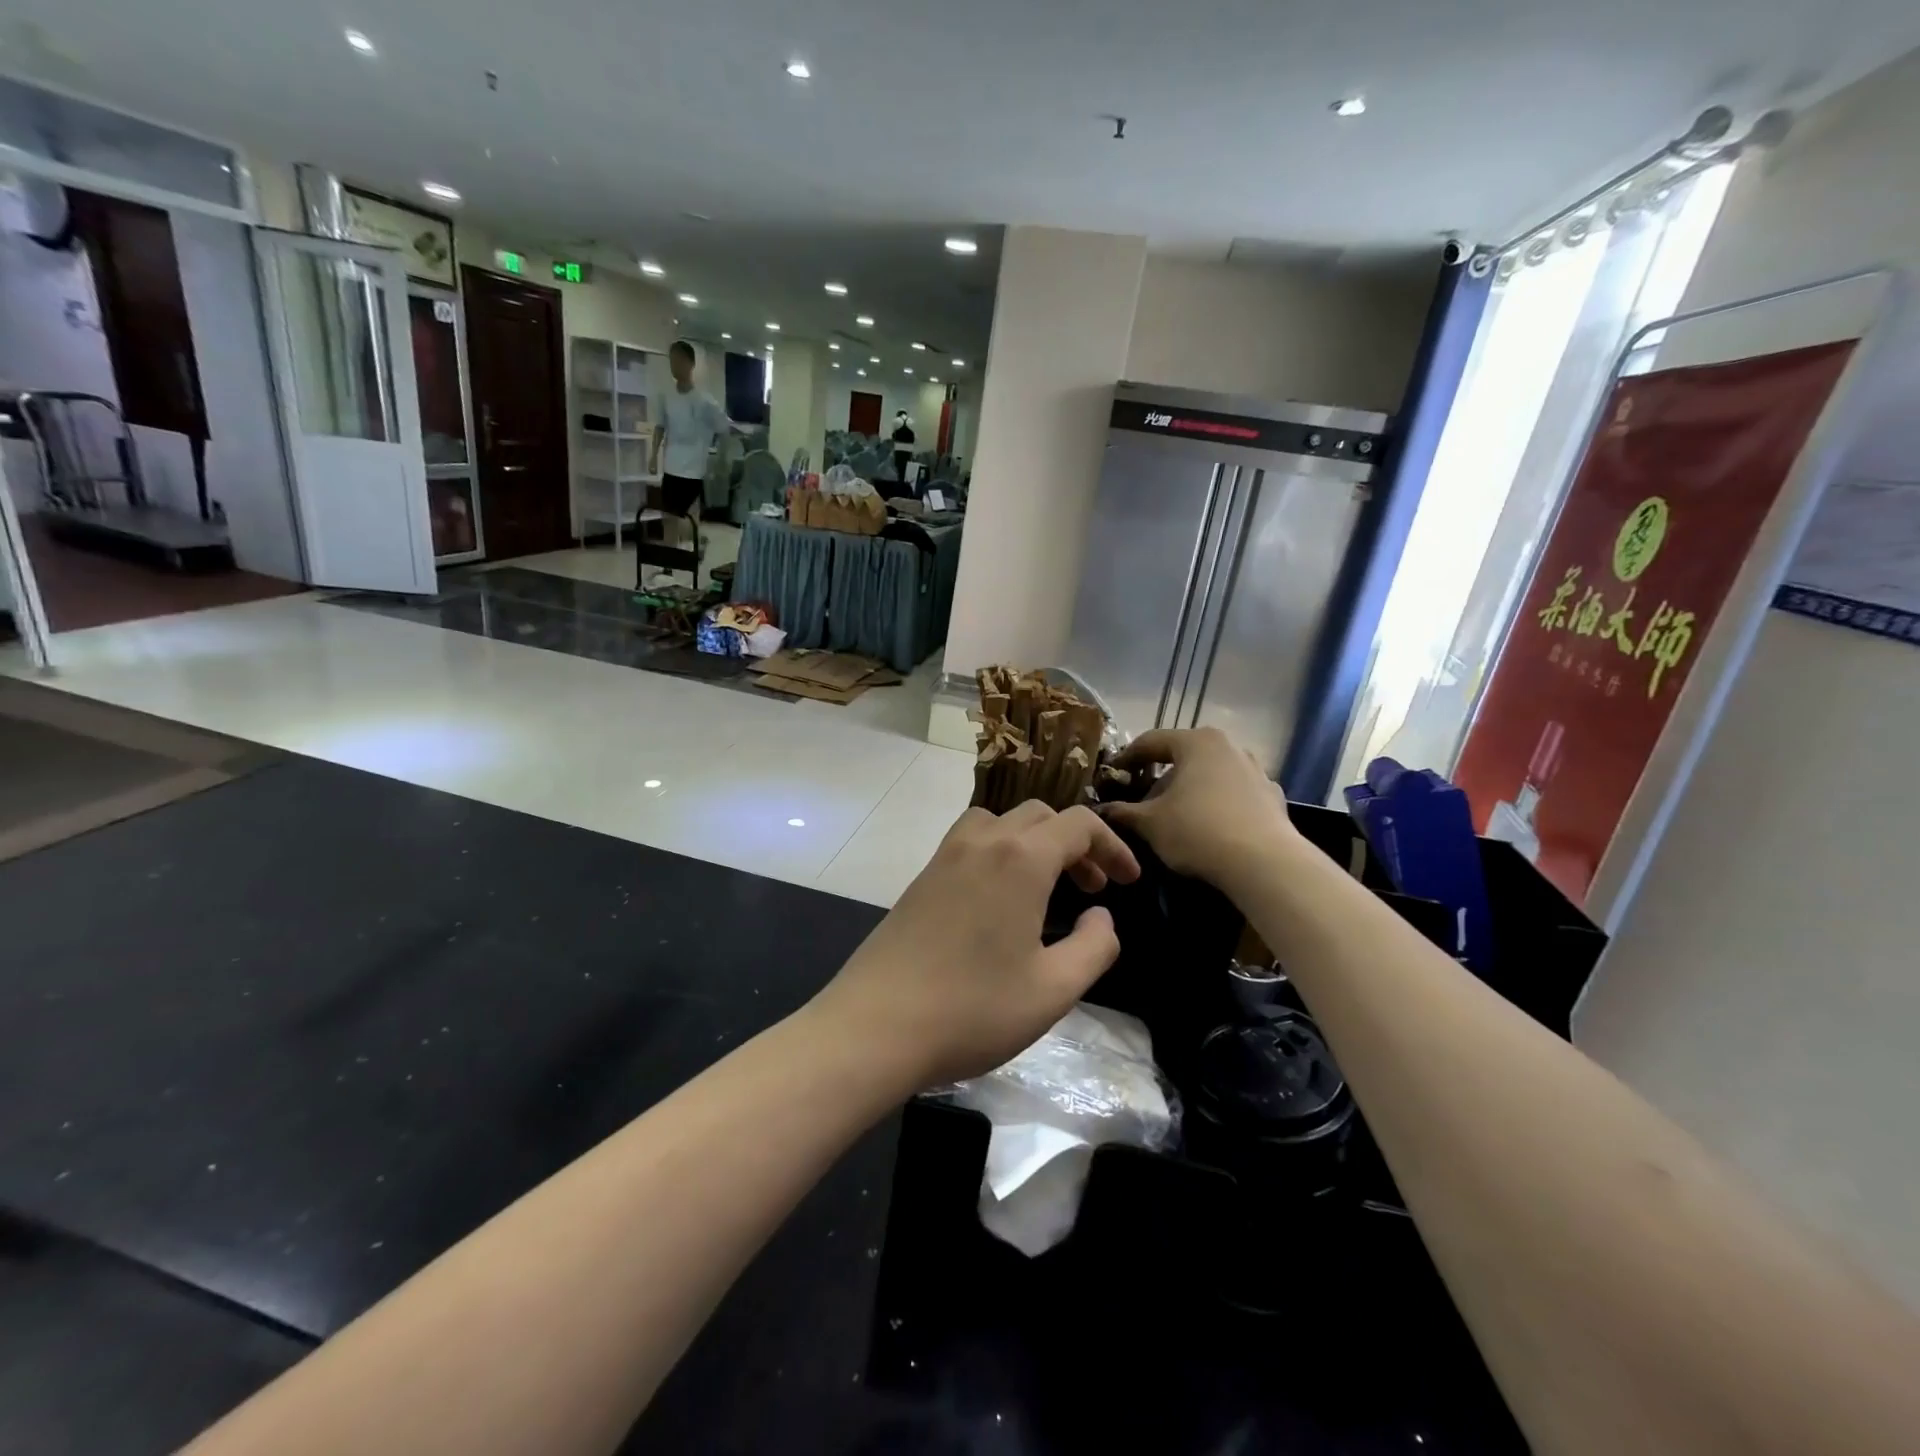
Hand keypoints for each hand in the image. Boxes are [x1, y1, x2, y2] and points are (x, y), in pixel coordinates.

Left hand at [812, 803, 1140, 1085]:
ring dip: (1034, 841)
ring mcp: (945, 856)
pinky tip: (1001, 900)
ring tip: (1047, 885)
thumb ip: (1095, 946)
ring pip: (1001, 822)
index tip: (1129, 881)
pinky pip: (971, 841)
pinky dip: (1000, 851)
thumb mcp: (1054, 989)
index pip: (1078, 824)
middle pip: (1040, 816)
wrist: (876, 1025)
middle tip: (1093, 888)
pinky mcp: (922, 877)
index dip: (1112, 846)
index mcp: (1020, 858)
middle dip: (1076, 844)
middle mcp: (982, 842)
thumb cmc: (973, 1009)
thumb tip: (1101, 917)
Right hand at [1102, 728, 1297, 884]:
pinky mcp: (1272, 796)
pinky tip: (1209, 828)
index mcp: (1196, 742)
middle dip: (1160, 777)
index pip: (1150, 741)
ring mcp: (1255, 770)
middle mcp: (1228, 746)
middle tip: (1141, 800)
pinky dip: (1216, 804)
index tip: (1112, 776)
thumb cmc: (1197, 831)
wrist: (1265, 864)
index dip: (1126, 759)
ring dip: (1189, 790)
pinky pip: (1234, 794)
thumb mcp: (1149, 823)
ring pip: (1210, 774)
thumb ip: (1122, 812)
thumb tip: (1102, 810)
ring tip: (1175, 816)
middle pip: (1183, 756)